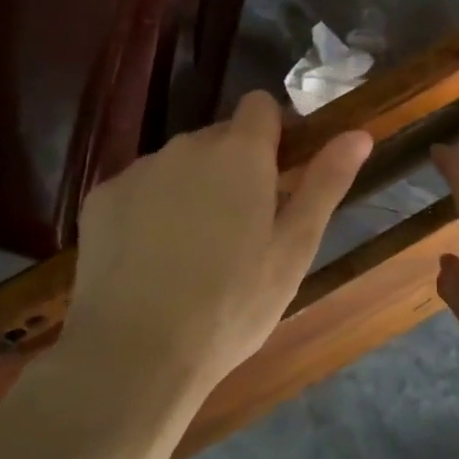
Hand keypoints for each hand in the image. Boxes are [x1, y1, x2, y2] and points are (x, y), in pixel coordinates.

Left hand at [61, 92, 371, 403]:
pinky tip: (149, 260)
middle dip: (233, 168)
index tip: (278, 177)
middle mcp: (186, 146)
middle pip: (219, 138)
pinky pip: (138, 188)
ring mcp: (139, 169)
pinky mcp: (101, 197)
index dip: (273, 135)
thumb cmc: (232, 304)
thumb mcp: (293, 249)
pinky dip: (149, 209)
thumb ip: (325, 183)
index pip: (260, 106)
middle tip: (240, 231)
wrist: (134, 352)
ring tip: (193, 252)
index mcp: (239, 153)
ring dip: (192, 189)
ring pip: (178, 165)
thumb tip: (357, 133)